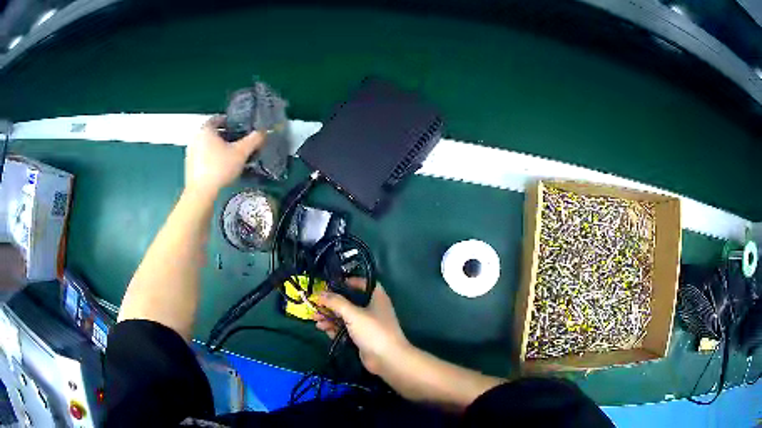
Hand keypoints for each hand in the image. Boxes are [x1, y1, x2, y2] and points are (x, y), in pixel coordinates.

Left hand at [185, 116, 265, 195]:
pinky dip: (211, 158)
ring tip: (230, 156)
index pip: (217, 118)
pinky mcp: (189, 166)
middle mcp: (195, 138)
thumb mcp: (241, 153)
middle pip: (212, 132)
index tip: (239, 127)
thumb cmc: (220, 168)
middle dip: (224, 135)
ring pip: (206, 145)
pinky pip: (202, 156)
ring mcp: (190, 152)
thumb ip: (253, 140)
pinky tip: (220, 168)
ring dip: (217, 148)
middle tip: (237, 142)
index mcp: (205, 129)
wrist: (201, 193)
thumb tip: (264, 132)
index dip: (229, 121)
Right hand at [315, 279, 410, 374]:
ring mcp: (367, 324)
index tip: (332, 284)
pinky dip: (334, 327)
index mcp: (376, 297)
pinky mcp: (361, 337)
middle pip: (350, 301)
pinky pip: (345, 329)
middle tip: (316, 304)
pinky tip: (322, 328)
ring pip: (345, 316)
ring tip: (315, 318)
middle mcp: (372, 308)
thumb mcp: (353, 314)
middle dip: (332, 303)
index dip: (349, 281)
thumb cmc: (373, 331)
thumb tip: (320, 294)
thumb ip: (336, 302)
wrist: (387, 359)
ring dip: (330, 316)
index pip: (364, 283)